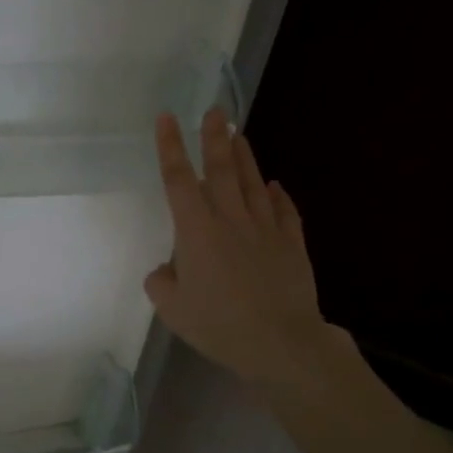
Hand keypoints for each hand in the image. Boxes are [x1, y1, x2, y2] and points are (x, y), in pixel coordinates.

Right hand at [145, 108, 337, 395]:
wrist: (280, 342)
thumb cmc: (218, 324)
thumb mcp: (171, 308)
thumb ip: (161, 282)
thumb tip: (167, 269)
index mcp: (196, 231)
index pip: (178, 180)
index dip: (170, 147)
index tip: (167, 118)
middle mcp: (231, 220)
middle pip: (221, 170)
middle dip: (214, 137)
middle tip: (215, 110)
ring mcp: (265, 230)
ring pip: (253, 184)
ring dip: (245, 157)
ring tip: (238, 133)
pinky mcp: (291, 245)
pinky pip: (285, 212)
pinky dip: (279, 196)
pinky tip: (275, 185)